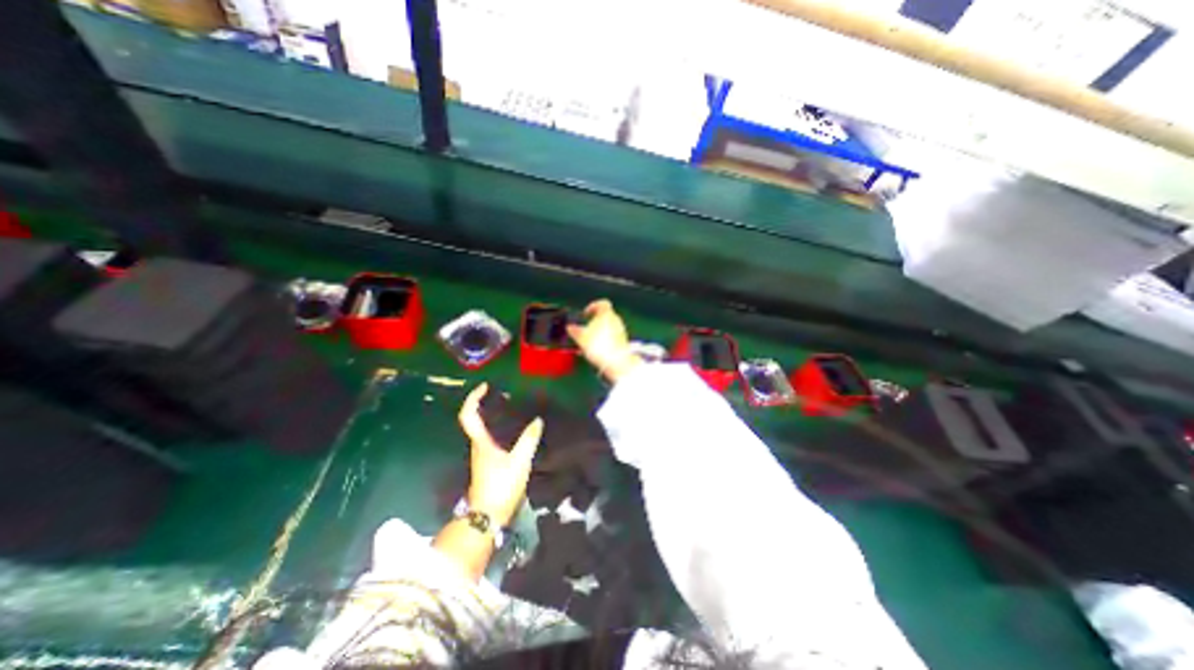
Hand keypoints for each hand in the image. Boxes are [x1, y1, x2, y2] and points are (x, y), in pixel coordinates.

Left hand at [457, 381, 542, 527]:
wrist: (488, 515)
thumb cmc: (500, 486)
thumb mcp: (519, 462)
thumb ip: (529, 440)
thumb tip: (538, 420)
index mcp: (481, 442)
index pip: (469, 415)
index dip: (474, 398)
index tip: (485, 386)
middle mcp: (477, 445)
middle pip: (474, 419)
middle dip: (484, 403)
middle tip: (502, 394)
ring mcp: (481, 454)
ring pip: (482, 428)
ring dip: (491, 415)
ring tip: (510, 407)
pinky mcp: (488, 462)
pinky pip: (490, 437)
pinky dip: (498, 427)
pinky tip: (513, 429)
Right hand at [569, 300, 643, 381]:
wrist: (616, 361)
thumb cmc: (599, 345)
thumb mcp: (581, 337)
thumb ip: (574, 331)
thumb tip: (570, 328)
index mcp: (607, 313)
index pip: (602, 303)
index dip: (593, 306)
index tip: (586, 314)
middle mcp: (616, 319)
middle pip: (605, 316)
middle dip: (594, 322)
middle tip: (585, 329)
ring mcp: (621, 330)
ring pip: (608, 327)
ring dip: (598, 332)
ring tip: (588, 342)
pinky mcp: (623, 341)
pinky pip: (611, 337)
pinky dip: (604, 340)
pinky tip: (596, 349)